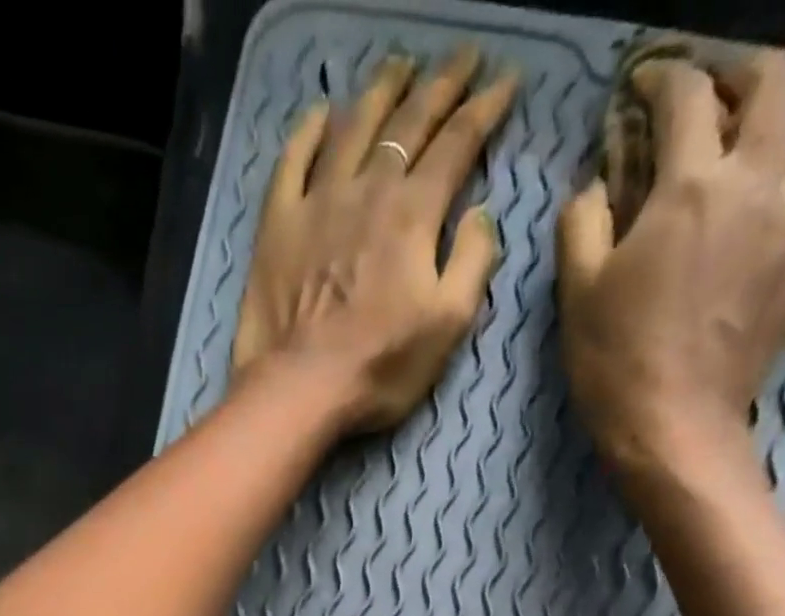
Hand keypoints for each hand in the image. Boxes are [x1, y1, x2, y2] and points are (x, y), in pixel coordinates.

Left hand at [233, 47, 519, 433]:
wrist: (300, 387)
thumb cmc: (380, 366)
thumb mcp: (448, 326)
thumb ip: (473, 263)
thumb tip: (482, 215)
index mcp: (414, 214)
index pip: (457, 144)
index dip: (485, 108)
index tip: (506, 81)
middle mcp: (368, 190)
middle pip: (409, 121)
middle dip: (441, 84)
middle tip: (462, 57)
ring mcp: (318, 201)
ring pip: (353, 126)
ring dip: (381, 91)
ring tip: (400, 66)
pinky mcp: (278, 223)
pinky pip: (293, 160)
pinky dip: (309, 130)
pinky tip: (323, 112)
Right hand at [557, 50, 784, 479]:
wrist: (672, 428)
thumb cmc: (615, 361)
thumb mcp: (576, 291)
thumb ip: (582, 222)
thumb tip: (595, 188)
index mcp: (690, 185)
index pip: (687, 95)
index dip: (662, 80)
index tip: (644, 90)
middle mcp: (758, 186)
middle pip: (783, 83)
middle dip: (748, 75)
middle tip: (719, 102)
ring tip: (779, 161)